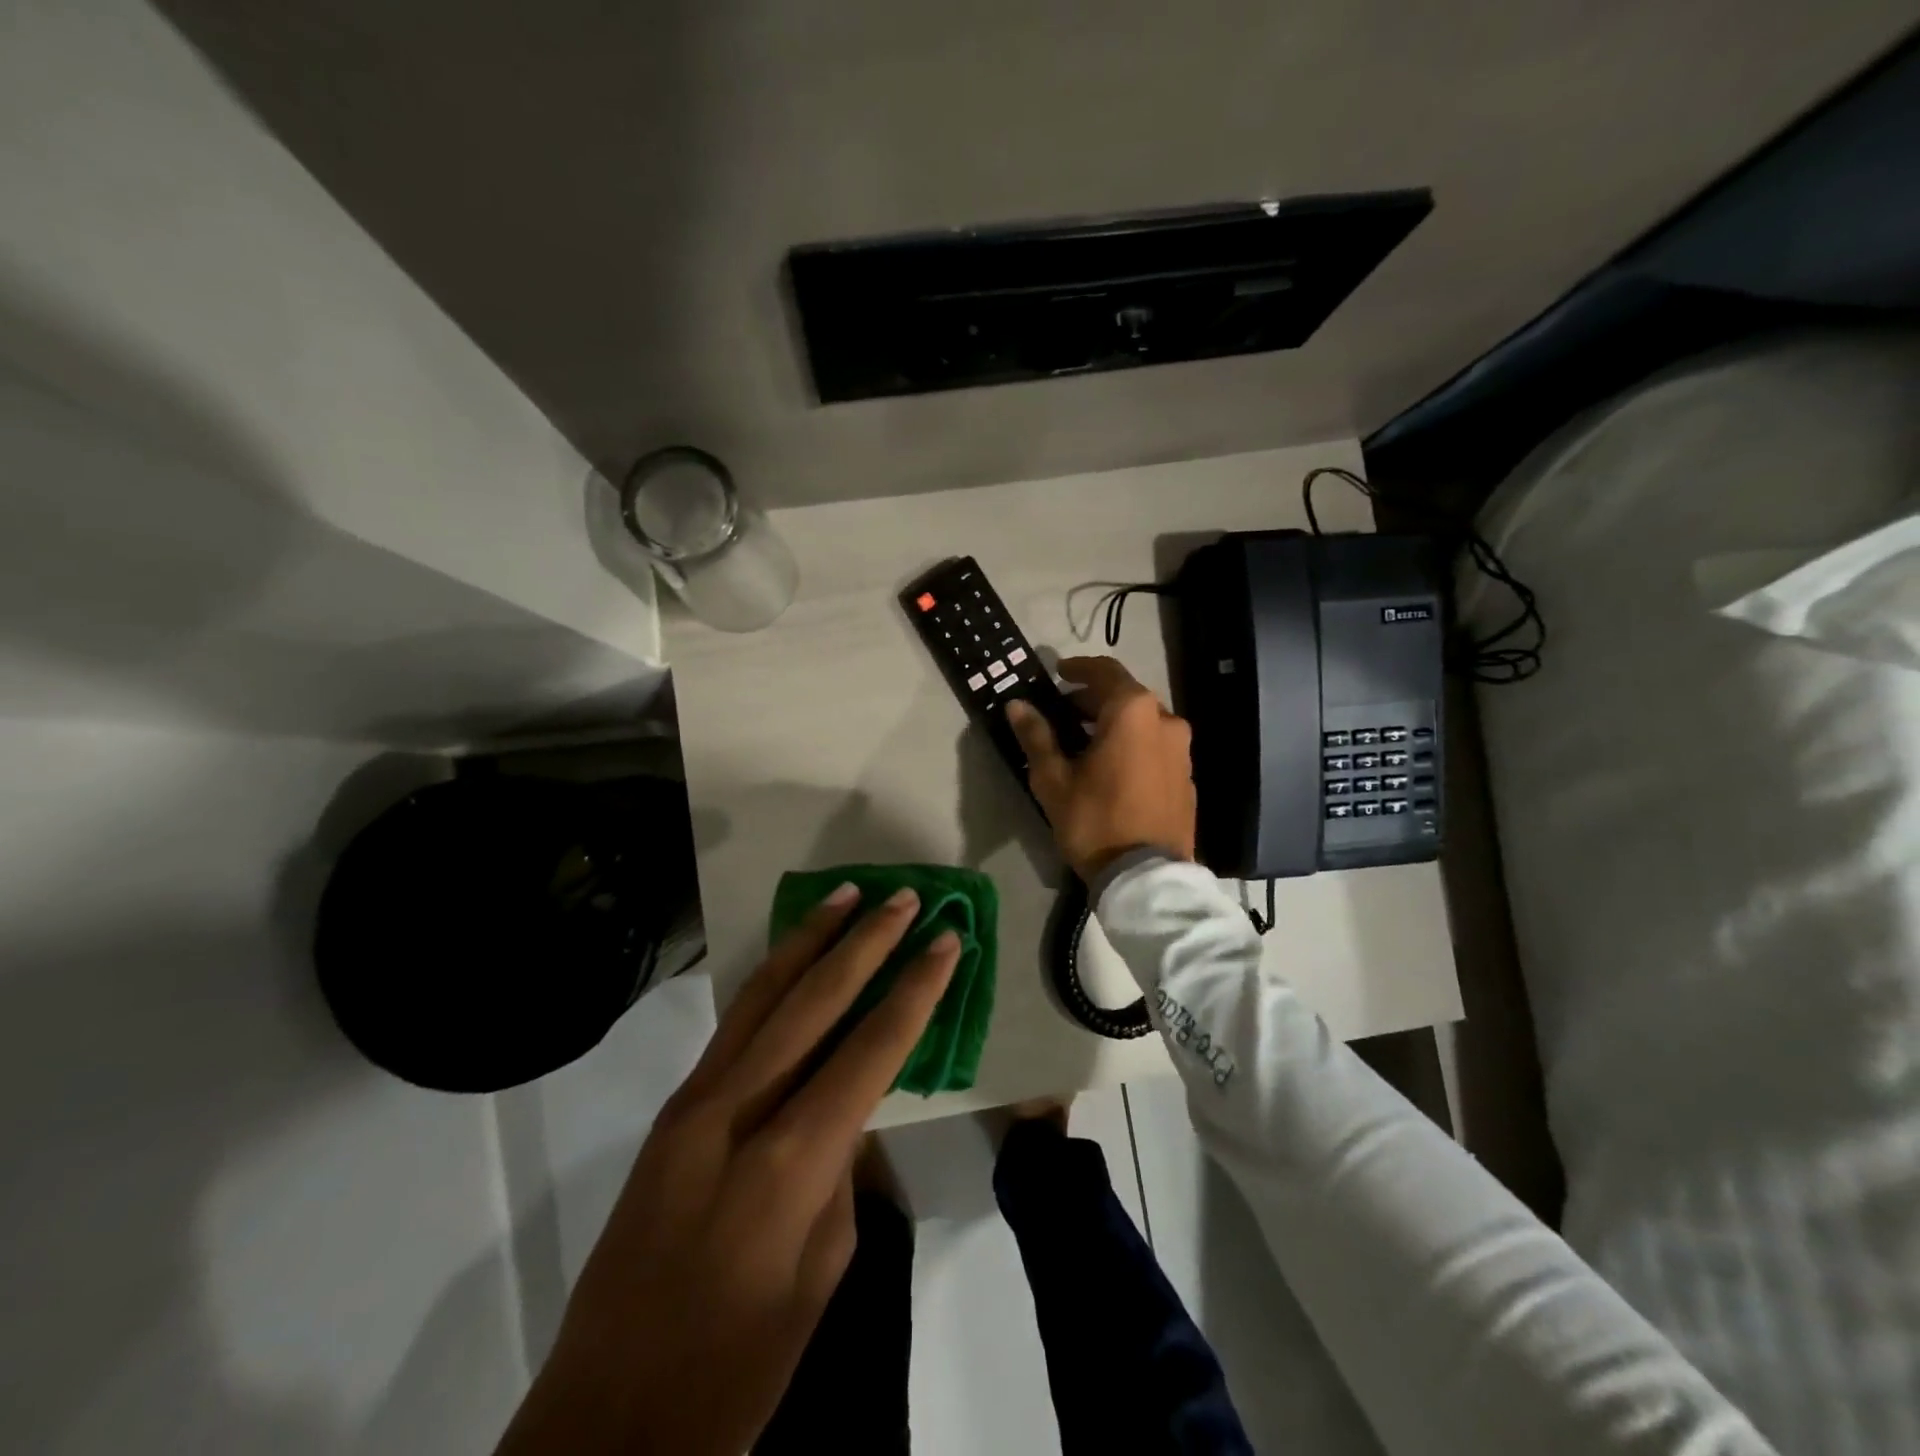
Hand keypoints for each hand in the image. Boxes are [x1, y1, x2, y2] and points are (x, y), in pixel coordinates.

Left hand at [494, 884, 958, 1455]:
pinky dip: (768, 979)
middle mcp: (736, 1111)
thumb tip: (848, 1107)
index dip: (914, 991)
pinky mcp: (671, 1111)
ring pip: (761, 997)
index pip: (870, 1050)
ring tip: (846, 895)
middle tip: (904, 898)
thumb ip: (841, 1171)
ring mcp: (693, 1104)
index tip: (947, 942)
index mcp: (788, 1162)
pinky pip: (732, 1026)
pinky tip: (791, 955)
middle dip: (864, 942)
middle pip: (812, 1002)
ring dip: (809, 940)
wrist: (607, 1421)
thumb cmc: (739, 1368)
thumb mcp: (822, 1273)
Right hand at [1005, 656, 1196, 881]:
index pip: (1104, 671)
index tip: (1058, 672)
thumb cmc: (1095, 820)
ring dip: (1114, 722)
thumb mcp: (1054, 779)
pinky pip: (1156, 746)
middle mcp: (1165, 720)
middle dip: (1093, 700)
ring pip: (1143, 722)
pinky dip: (1133, 744)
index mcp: (1133, 712)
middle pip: (1125, 696)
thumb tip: (1017, 705)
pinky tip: (1112, 767)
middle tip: (1062, 713)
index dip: (1078, 668)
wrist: (1146, 876)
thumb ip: (1037, 736)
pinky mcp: (1187, 776)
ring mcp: (1182, 750)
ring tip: (1084, 742)